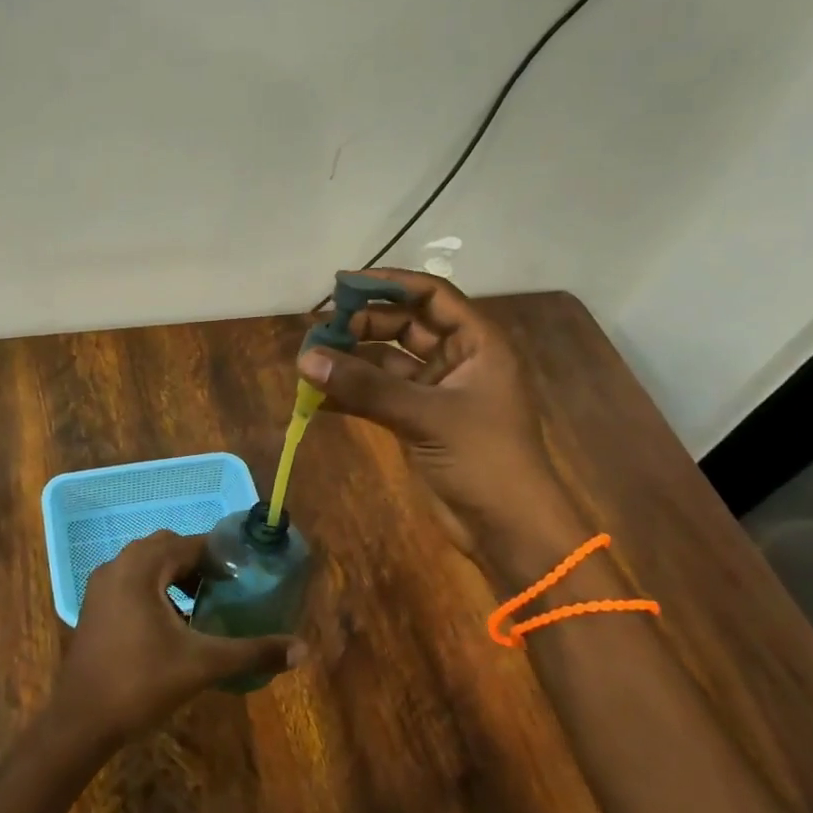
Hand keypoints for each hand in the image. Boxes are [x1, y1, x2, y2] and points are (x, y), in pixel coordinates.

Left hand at [54, 530, 304, 743]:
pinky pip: (132, 584)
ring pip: (147, 567)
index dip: (221, 556)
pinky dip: (156, 593)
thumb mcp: (202, 664)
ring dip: (177, 579)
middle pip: (167, 550)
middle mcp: (118, 565)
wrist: (81, 721)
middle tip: (228, 590)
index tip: (247, 575)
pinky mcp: (95, 607)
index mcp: (141, 566)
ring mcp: (101, 586)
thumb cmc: (141, 682)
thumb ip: (252, 651)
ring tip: (205, 607)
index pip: (190, 544)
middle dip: (199, 566)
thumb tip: (302, 649)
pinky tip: (174, 626)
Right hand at [299, 268, 585, 562]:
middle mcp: (457, 359)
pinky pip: (379, 395)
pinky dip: (351, 394)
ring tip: (309, 363)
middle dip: (361, 325)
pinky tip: (317, 397)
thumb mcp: (425, 415)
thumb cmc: (482, 458)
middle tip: (320, 333)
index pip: (431, 295)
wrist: (507, 528)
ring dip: (351, 361)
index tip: (342, 284)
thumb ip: (365, 386)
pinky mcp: (417, 420)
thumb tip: (305, 359)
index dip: (389, 284)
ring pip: (386, 361)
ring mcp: (435, 391)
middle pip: (404, 325)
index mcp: (477, 343)